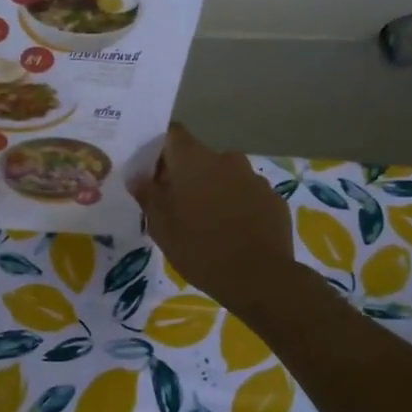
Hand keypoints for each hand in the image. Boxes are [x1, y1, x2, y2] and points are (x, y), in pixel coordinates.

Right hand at [129, 122, 296, 310]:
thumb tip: (137, 177)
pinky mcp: (274, 200)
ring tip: (206, 222)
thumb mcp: (160, 225)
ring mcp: (254, 178)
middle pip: (199, 157)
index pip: (172, 134)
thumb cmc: (199, 247)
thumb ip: (147, 195)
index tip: (150, 171)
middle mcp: (226, 159)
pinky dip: (237, 206)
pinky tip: (233, 232)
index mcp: (194, 160)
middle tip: (175, 204)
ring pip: (225, 176)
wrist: (260, 278)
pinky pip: (247, 195)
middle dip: (186, 175)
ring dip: (213, 190)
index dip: (159, 148)